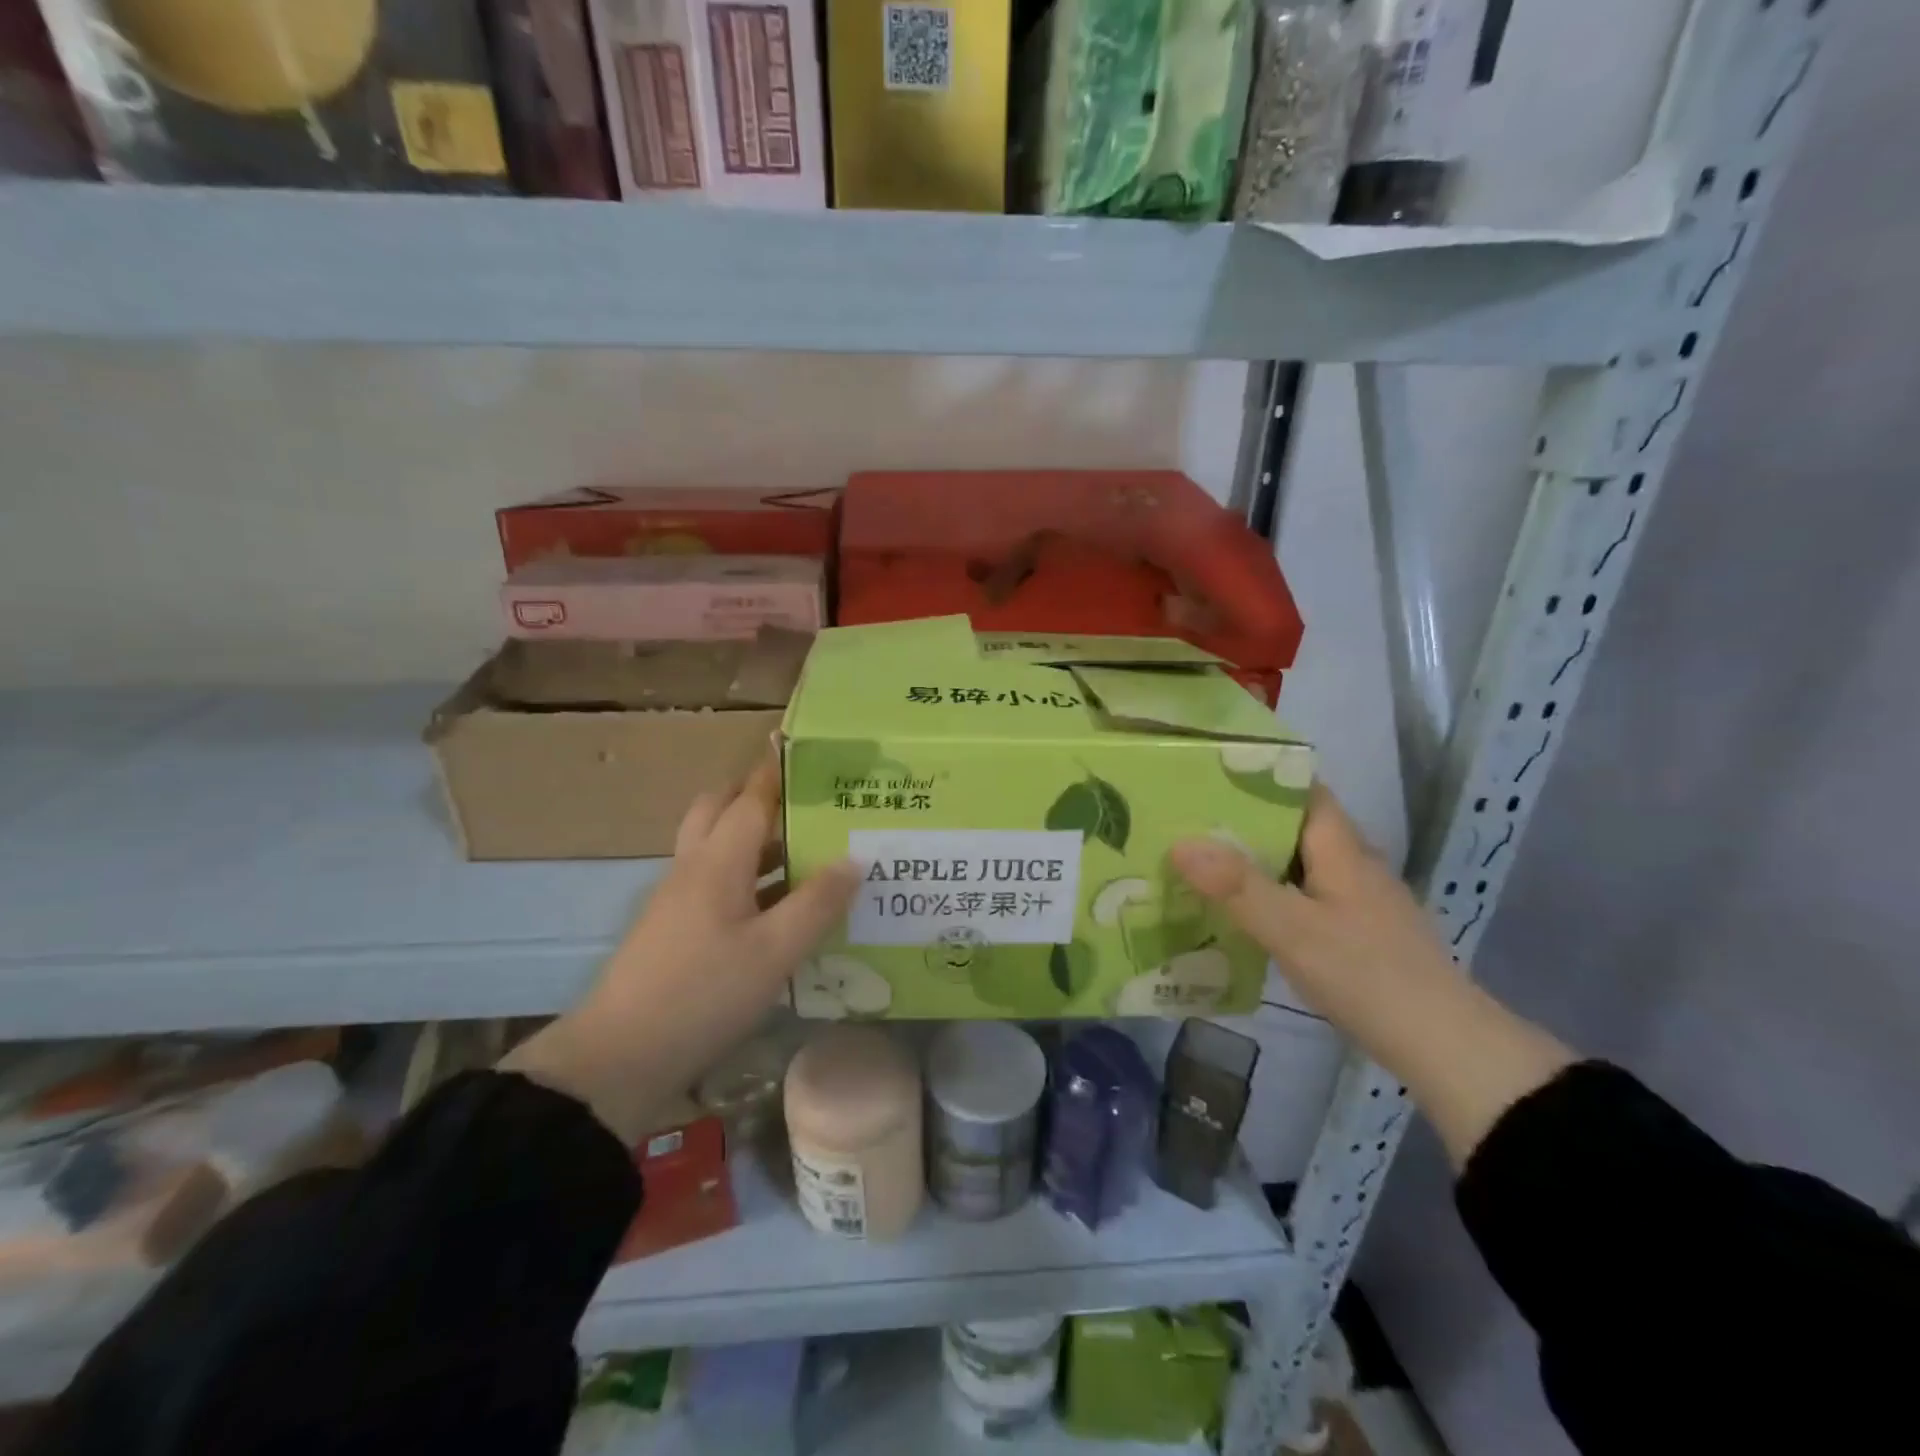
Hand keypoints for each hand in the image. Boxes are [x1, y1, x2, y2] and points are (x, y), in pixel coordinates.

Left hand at [504, 754, 859, 1144]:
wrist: (619, 1057)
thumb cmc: (702, 994)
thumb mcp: (774, 952)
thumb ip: (817, 903)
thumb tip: (854, 858)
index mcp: (717, 861)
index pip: (750, 799)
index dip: (776, 771)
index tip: (802, 747)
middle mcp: (694, 868)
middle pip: (720, 810)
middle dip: (758, 795)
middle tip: (807, 801)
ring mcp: (678, 898)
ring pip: (717, 847)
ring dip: (756, 837)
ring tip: (806, 847)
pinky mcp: (674, 928)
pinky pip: (716, 880)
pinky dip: (747, 874)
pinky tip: (778, 902)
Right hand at [1170, 784, 1573, 1167]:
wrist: (1446, 1048)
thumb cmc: (1366, 975)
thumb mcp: (1292, 930)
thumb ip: (1236, 886)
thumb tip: (1181, 842)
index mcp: (1343, 849)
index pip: (1304, 791)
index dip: (1261, 776)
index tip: (1211, 775)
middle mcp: (1356, 864)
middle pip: (1298, 826)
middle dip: (1247, 820)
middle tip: (1190, 821)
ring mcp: (1363, 901)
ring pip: (1302, 863)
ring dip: (1258, 859)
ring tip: (1205, 862)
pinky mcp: (1363, 933)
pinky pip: (1309, 895)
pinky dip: (1275, 893)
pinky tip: (1246, 912)